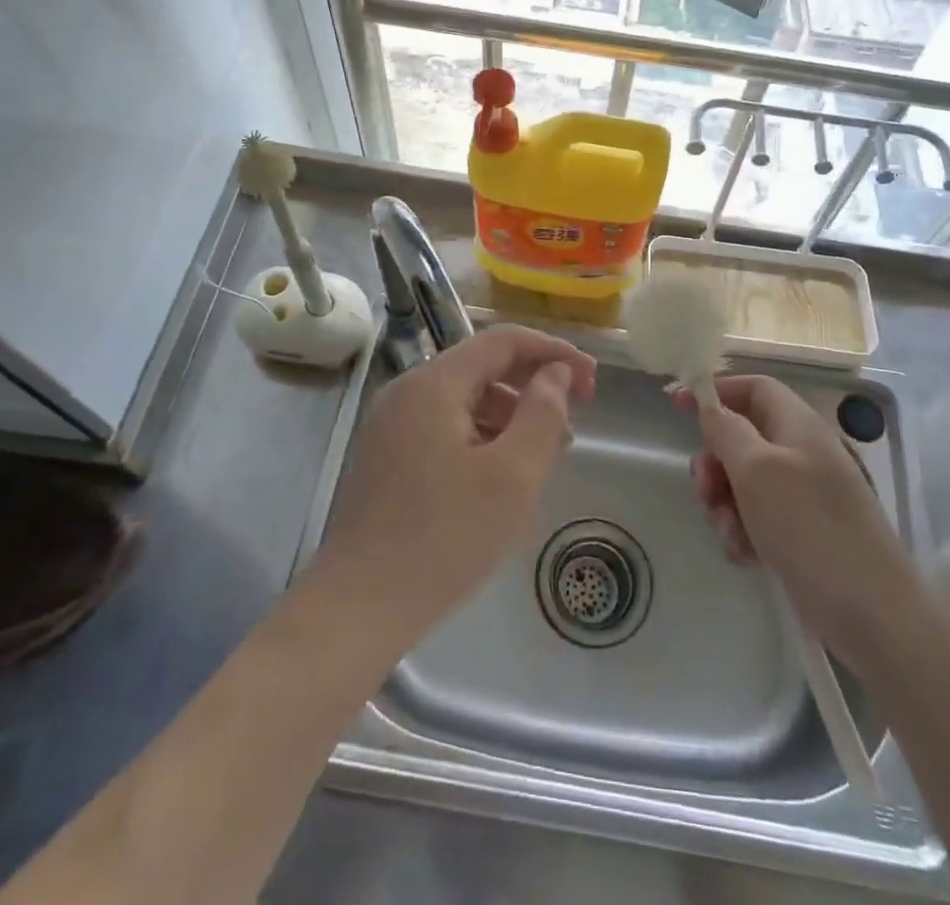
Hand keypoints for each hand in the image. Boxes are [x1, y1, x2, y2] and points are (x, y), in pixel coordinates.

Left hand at [315, 326, 597, 644]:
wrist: (358, 608)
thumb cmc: (444, 538)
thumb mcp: (512, 476)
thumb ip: (542, 414)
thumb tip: (556, 374)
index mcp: (433, 384)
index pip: (502, 341)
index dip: (552, 352)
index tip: (592, 379)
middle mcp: (407, 392)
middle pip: (481, 367)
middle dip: (533, 384)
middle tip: (576, 417)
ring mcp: (391, 425)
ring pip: (464, 399)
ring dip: (510, 414)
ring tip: (546, 452)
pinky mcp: (387, 456)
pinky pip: (445, 427)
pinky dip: (482, 436)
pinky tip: (503, 474)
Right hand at [676, 375, 897, 642]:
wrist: (871, 613)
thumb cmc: (808, 526)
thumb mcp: (756, 469)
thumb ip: (726, 430)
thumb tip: (710, 406)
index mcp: (798, 425)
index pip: (753, 387)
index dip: (715, 391)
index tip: (676, 405)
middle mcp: (802, 453)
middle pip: (743, 437)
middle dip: (716, 461)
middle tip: (704, 489)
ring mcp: (804, 495)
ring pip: (745, 481)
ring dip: (726, 503)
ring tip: (730, 533)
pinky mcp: (803, 533)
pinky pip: (758, 517)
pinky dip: (744, 531)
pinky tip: (746, 555)